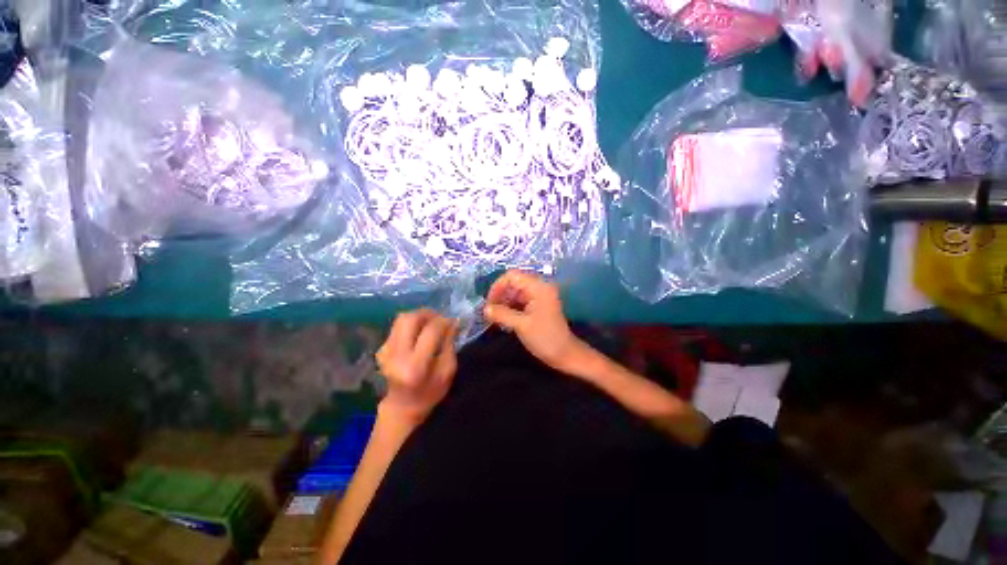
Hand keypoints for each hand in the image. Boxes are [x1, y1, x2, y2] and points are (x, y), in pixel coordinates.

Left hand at [375, 309, 457, 424]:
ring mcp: (385, 352)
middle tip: (439, 318)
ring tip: (430, 322)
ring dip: (419, 316)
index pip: (430, 331)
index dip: (444, 322)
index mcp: (415, 366)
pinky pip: (398, 327)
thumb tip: (452, 322)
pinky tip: (419, 334)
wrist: (403, 406)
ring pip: (401, 319)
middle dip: (428, 313)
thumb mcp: (448, 370)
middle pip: (409, 319)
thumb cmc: (431, 391)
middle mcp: (396, 356)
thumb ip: (449, 344)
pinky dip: (411, 325)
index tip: (453, 321)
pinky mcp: (381, 349)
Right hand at [484, 270, 587, 372]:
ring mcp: (539, 297)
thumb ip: (502, 314)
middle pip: (513, 283)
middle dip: (500, 295)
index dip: (498, 286)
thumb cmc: (545, 338)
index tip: (489, 303)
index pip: (512, 276)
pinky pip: (520, 301)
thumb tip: (485, 309)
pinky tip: (503, 319)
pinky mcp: (537, 306)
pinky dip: (510, 308)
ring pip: (515, 293)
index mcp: (538, 287)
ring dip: (503, 302)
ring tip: (495, 317)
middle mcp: (539, 288)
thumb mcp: (521, 325)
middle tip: (490, 312)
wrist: (565, 354)